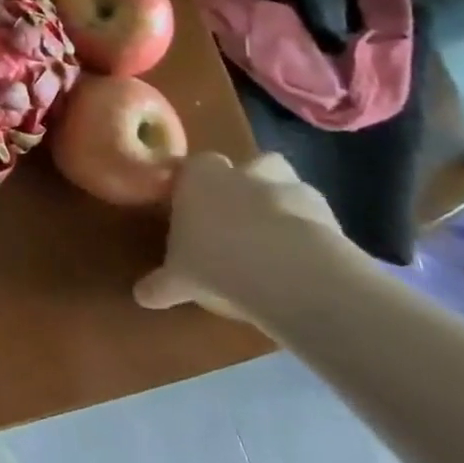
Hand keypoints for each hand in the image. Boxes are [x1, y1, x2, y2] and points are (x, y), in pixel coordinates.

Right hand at [133, 152, 348, 321]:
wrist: (284, 270)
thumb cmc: (215, 261)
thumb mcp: (178, 278)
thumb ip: (161, 284)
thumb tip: (139, 296)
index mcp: (198, 177)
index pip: (192, 168)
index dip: (195, 187)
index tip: (194, 211)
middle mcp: (240, 172)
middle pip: (244, 166)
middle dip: (245, 185)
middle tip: (239, 220)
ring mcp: (285, 185)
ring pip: (283, 181)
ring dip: (281, 200)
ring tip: (276, 236)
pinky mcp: (324, 209)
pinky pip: (314, 214)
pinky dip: (311, 229)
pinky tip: (305, 257)